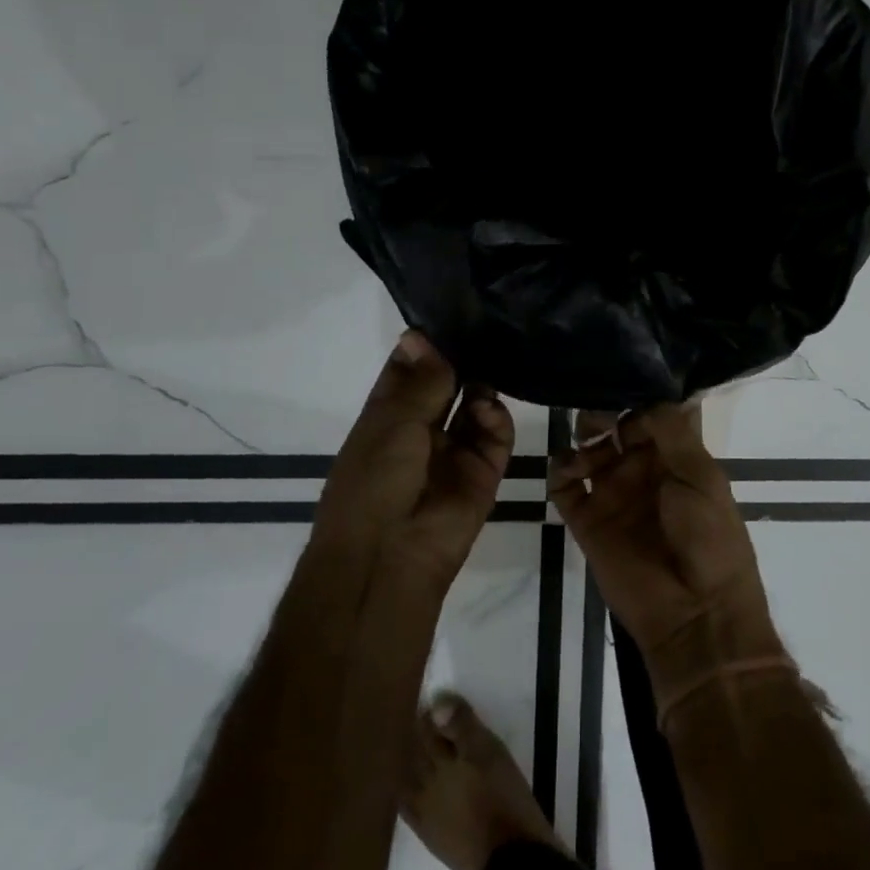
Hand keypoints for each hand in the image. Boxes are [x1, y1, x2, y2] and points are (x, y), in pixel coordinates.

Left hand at [313, 331, 514, 591]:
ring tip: (492, 363)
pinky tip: (488, 407)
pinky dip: (496, 417)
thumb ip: (420, 381)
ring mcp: (453, 450)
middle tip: (484, 328)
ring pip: (475, 405)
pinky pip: (495, 435)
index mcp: (386, 416)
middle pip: (446, 384)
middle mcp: (420, 429)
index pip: (408, 370)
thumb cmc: (374, 482)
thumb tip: (421, 335)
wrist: (390, 556)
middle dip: (460, 360)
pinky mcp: (483, 470)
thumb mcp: (391, 422)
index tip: (449, 314)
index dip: (425, 345)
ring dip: (481, 384)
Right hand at [548, 405, 785, 705]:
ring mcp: (613, 495)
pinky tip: (569, 468)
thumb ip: (671, 430)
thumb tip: (645, 395)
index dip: (637, 398)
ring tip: (590, 443)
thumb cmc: (709, 537)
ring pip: (588, 450)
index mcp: (676, 458)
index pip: (650, 415)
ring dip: (583, 437)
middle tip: (599, 412)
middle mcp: (642, 471)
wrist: (695, 613)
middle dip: (604, 412)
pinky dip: (559, 470)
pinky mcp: (587, 521)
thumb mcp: (702, 475)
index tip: (622, 382)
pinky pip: (564, 487)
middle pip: (615, 427)